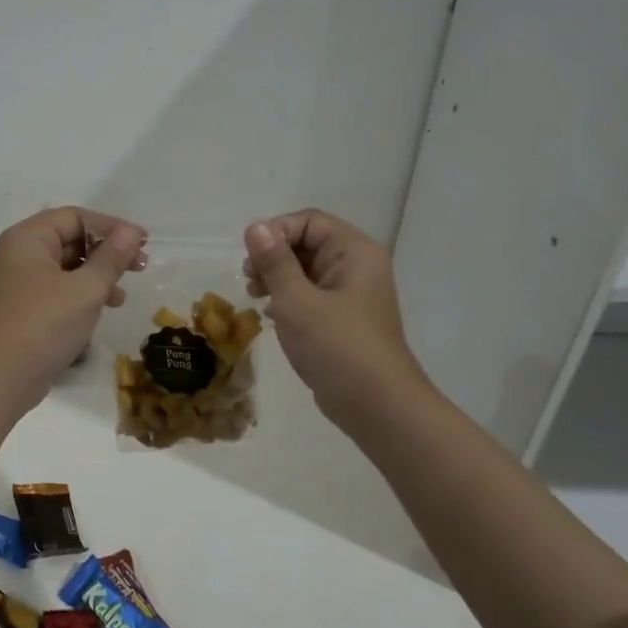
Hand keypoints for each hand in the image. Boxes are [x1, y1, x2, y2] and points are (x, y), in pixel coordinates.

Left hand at [0, 207, 146, 410]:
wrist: (0, 379)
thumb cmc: (43, 325)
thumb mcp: (85, 290)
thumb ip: (111, 258)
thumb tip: (132, 232)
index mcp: (28, 238)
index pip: (75, 217)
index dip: (111, 226)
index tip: (143, 242)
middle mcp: (21, 253)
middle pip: (71, 239)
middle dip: (107, 252)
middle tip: (141, 267)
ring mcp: (21, 282)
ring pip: (68, 266)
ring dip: (99, 274)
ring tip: (124, 294)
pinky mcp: (26, 307)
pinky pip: (60, 288)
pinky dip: (84, 293)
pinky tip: (105, 308)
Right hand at [243, 210, 427, 432]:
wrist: (377, 407)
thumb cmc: (337, 347)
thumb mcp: (297, 301)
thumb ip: (275, 261)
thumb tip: (255, 227)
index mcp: (354, 252)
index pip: (308, 221)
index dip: (275, 232)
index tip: (251, 259)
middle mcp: (357, 266)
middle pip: (307, 243)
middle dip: (273, 256)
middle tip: (250, 280)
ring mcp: (351, 295)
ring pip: (306, 270)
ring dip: (277, 278)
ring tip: (255, 297)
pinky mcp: (343, 320)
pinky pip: (311, 295)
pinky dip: (288, 298)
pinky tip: (270, 315)